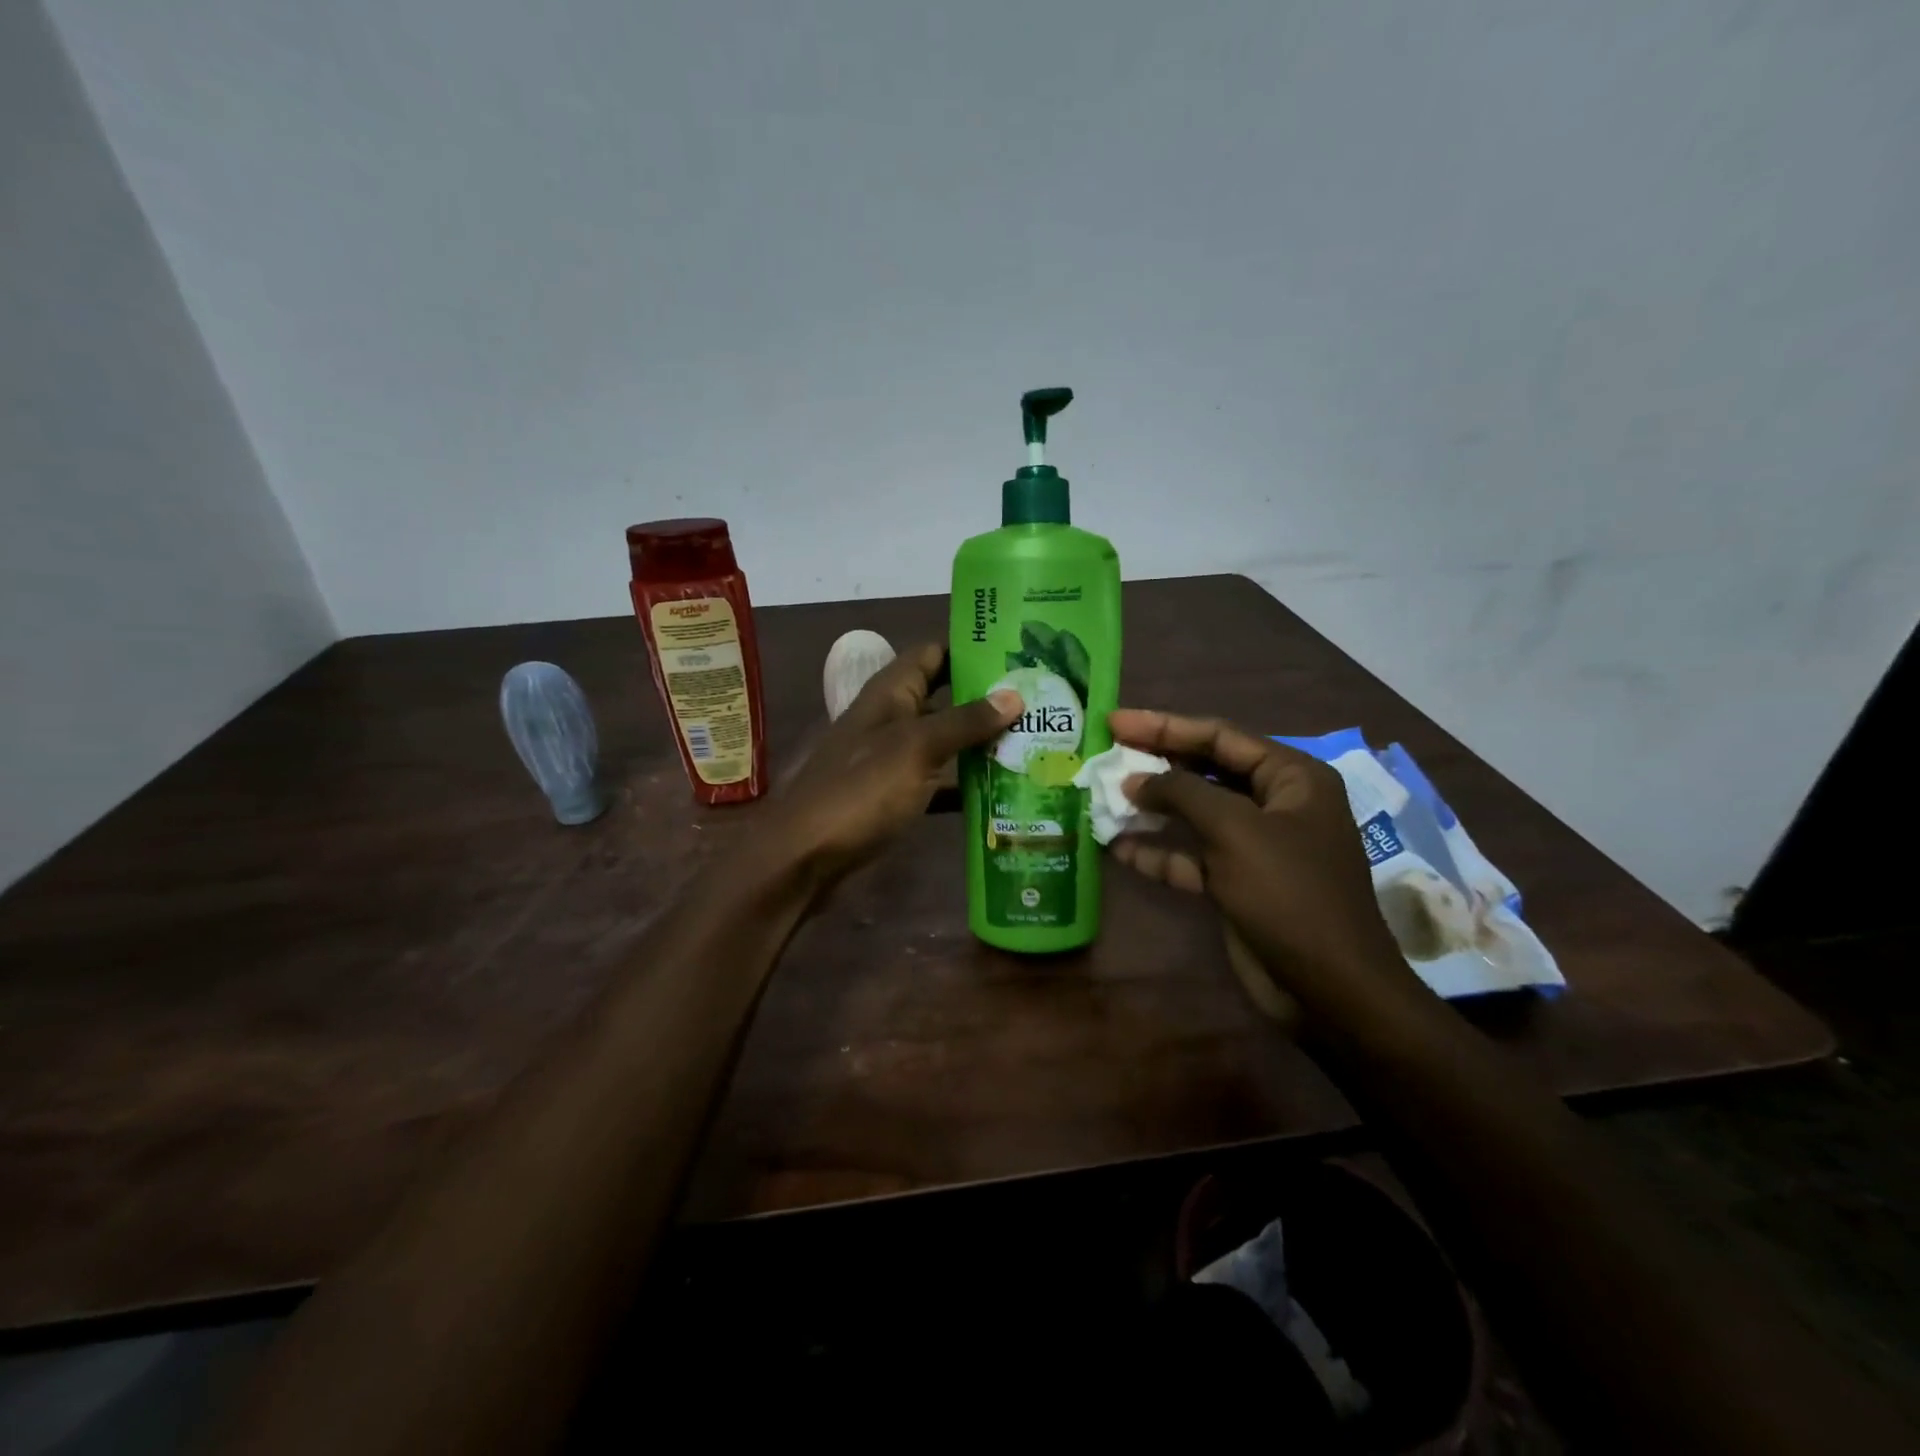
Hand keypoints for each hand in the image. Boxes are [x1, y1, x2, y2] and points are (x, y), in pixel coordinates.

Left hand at [769, 644, 1020, 890]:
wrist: (805, 857)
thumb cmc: (860, 791)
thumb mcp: (916, 748)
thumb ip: (964, 721)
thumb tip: (1014, 694)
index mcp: (891, 693)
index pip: (934, 652)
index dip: (972, 647)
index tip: (1021, 651)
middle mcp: (892, 719)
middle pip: (945, 697)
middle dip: (988, 698)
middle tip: (1042, 700)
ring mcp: (893, 760)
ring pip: (945, 741)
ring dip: (982, 743)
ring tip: (1037, 742)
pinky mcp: (895, 797)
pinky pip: (938, 782)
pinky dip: (966, 785)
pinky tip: (1005, 793)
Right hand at [1107, 708, 1423, 1018]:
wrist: (1328, 989)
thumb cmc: (1290, 894)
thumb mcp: (1235, 831)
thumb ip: (1182, 793)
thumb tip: (1135, 779)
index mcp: (1291, 778)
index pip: (1219, 737)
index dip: (1164, 726)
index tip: (1115, 721)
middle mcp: (1274, 804)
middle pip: (1205, 771)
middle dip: (1155, 764)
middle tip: (1105, 754)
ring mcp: (1254, 846)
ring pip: (1194, 815)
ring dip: (1151, 809)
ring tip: (1103, 798)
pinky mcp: (1236, 883)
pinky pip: (1191, 856)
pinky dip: (1158, 852)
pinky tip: (1118, 848)